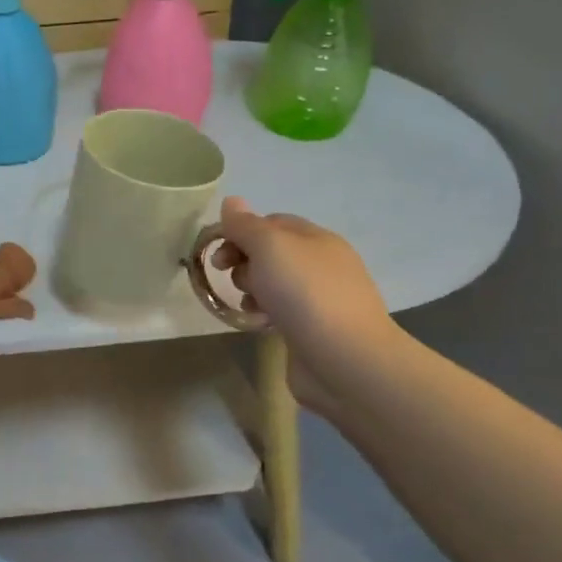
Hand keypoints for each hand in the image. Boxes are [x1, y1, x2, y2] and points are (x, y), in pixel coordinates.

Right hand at [212, 196, 398, 414]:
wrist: (345, 359)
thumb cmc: (305, 294)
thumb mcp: (270, 247)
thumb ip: (246, 225)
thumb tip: (231, 202)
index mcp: (315, 238)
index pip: (270, 222)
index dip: (240, 231)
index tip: (217, 250)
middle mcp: (320, 263)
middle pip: (269, 252)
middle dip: (243, 260)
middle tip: (230, 276)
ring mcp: (319, 298)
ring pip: (272, 282)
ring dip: (251, 288)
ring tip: (248, 303)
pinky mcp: (313, 328)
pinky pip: (280, 310)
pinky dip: (263, 312)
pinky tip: (258, 322)